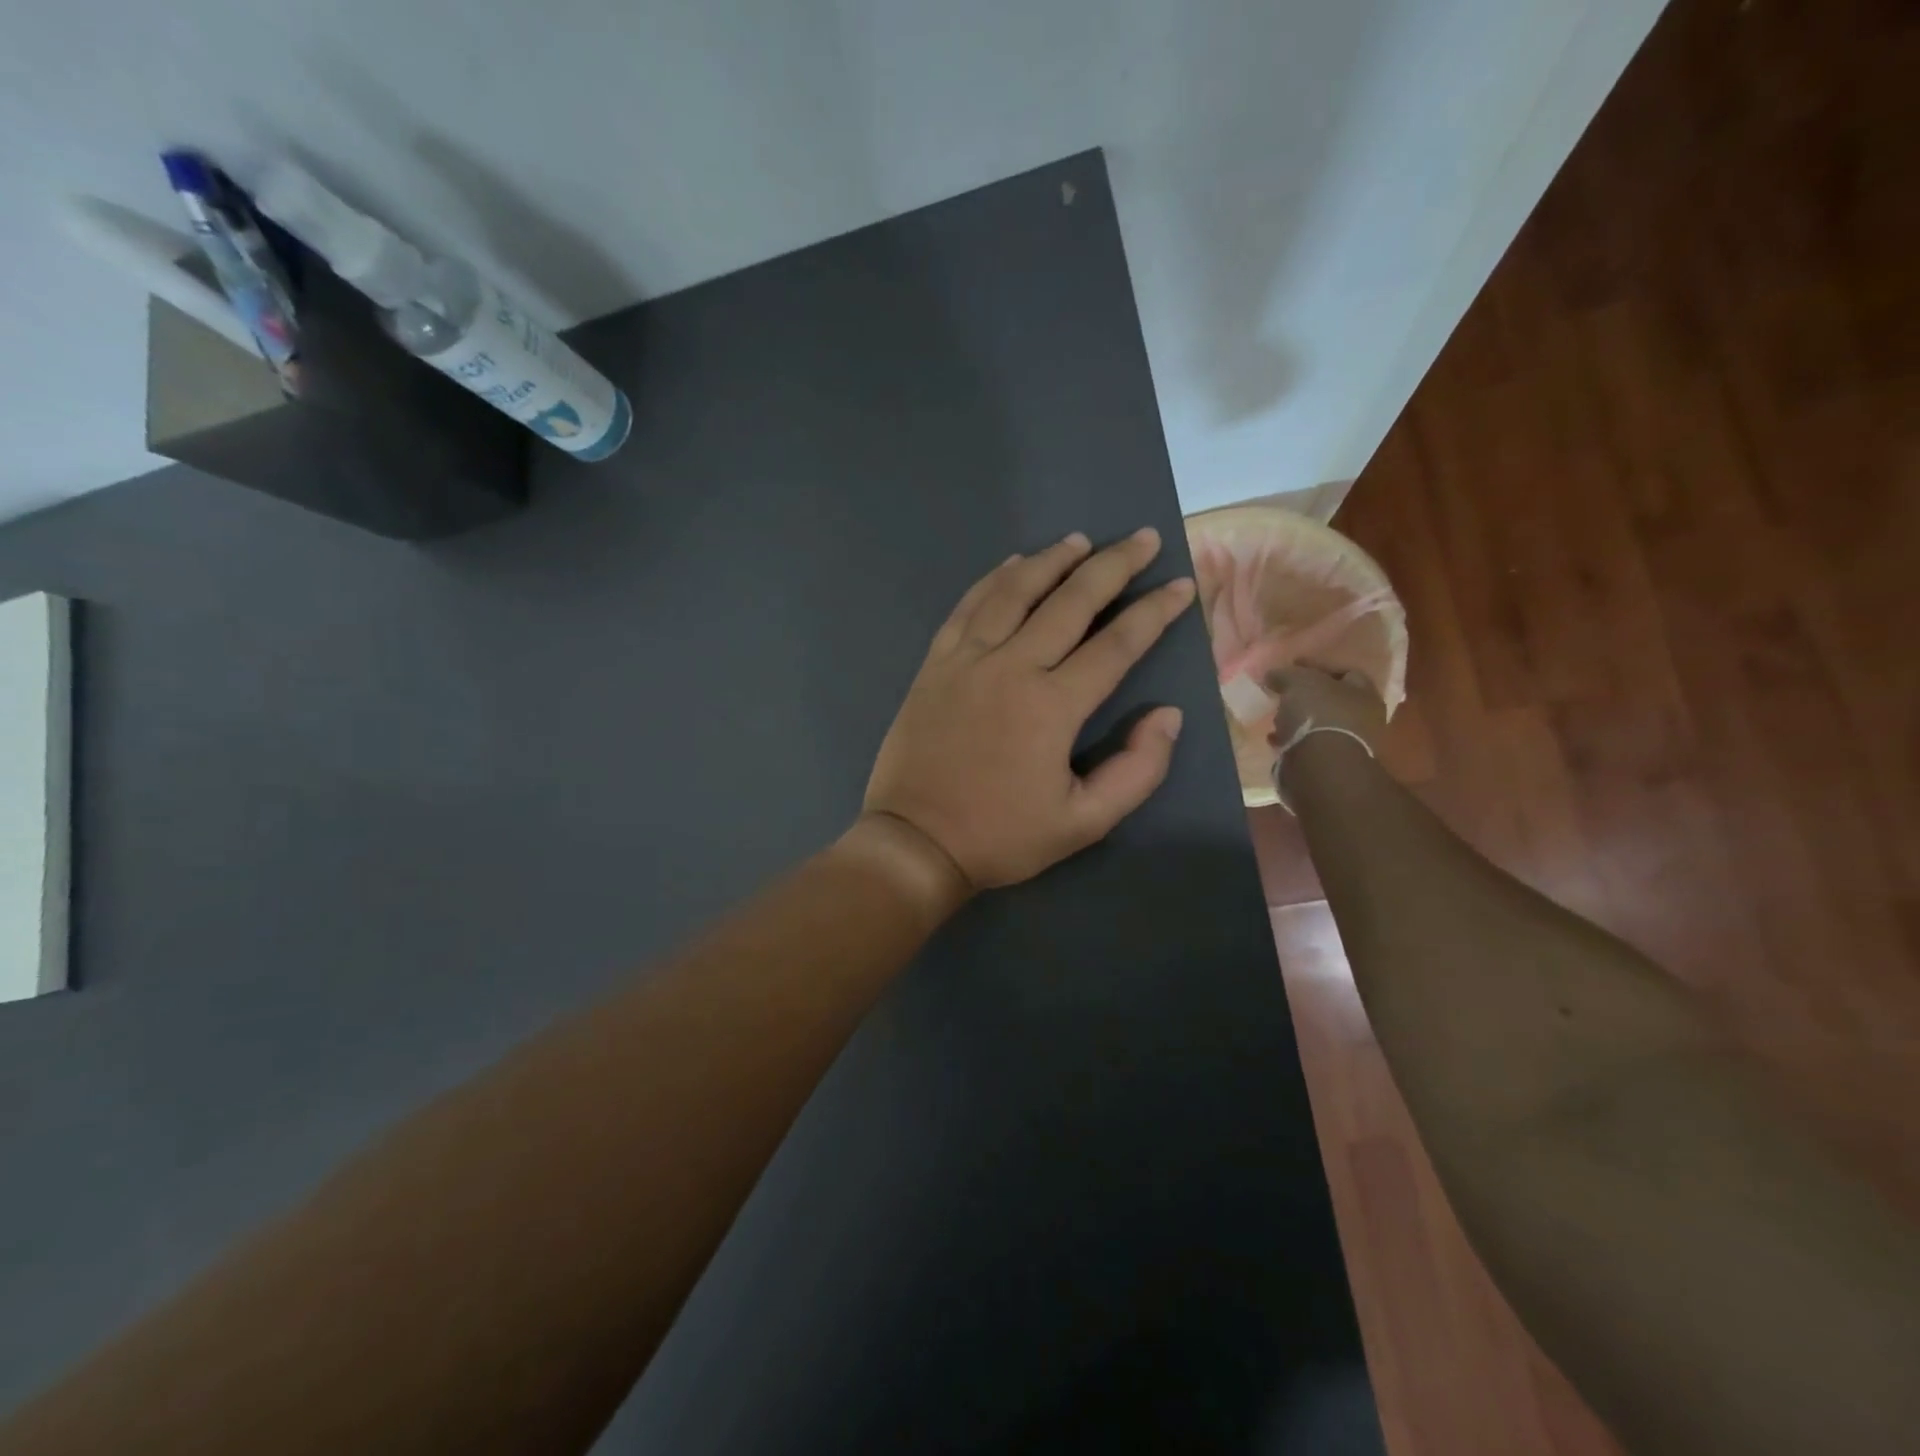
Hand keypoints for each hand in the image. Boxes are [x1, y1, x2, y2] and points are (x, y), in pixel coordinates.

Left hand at [863, 528, 1196, 890]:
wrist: (916, 842)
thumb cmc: (1001, 836)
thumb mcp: (1084, 823)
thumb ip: (1137, 770)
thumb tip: (1168, 715)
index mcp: (1052, 706)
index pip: (1116, 644)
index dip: (1153, 611)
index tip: (1180, 585)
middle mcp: (1011, 668)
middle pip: (1069, 601)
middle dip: (1112, 566)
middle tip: (1141, 539)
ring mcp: (967, 661)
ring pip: (1014, 592)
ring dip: (1051, 561)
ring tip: (1080, 540)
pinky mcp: (935, 665)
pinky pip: (967, 607)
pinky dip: (993, 580)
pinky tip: (1012, 565)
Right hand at [1265, 665, 1387, 755]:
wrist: (1321, 767)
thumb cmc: (1318, 714)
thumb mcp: (1299, 682)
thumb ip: (1286, 673)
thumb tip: (1274, 674)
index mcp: (1364, 693)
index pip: (1345, 671)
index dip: (1317, 666)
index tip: (1291, 666)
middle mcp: (1363, 718)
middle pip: (1332, 699)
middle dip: (1307, 696)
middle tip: (1283, 693)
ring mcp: (1349, 744)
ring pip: (1320, 724)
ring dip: (1299, 720)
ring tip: (1277, 718)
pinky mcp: (1331, 765)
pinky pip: (1309, 746)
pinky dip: (1293, 741)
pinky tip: (1276, 739)